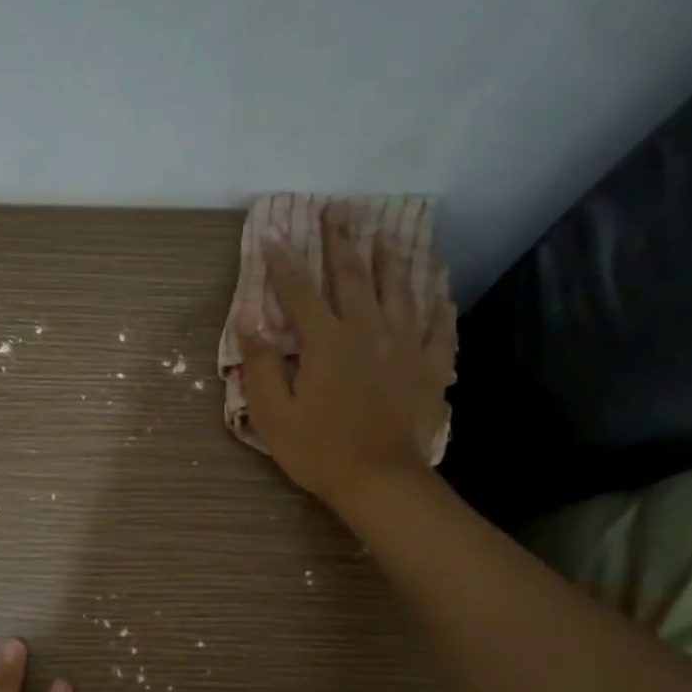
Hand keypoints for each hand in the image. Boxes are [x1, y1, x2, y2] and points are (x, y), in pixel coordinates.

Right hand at [236, 206, 454, 508]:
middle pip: (353, 276)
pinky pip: (439, 329)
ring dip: (392, 260)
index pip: (300, 291)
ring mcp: (405, 346)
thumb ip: (259, 365)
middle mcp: (367, 331)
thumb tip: (250, 321)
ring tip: (387, 234)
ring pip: (401, 291)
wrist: (381, 481)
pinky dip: (440, 306)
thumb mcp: (273, 414)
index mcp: (326, 341)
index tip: (275, 236)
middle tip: (339, 210)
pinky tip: (441, 291)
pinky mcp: (430, 368)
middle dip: (343, 241)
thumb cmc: (319, 450)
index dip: (284, 263)